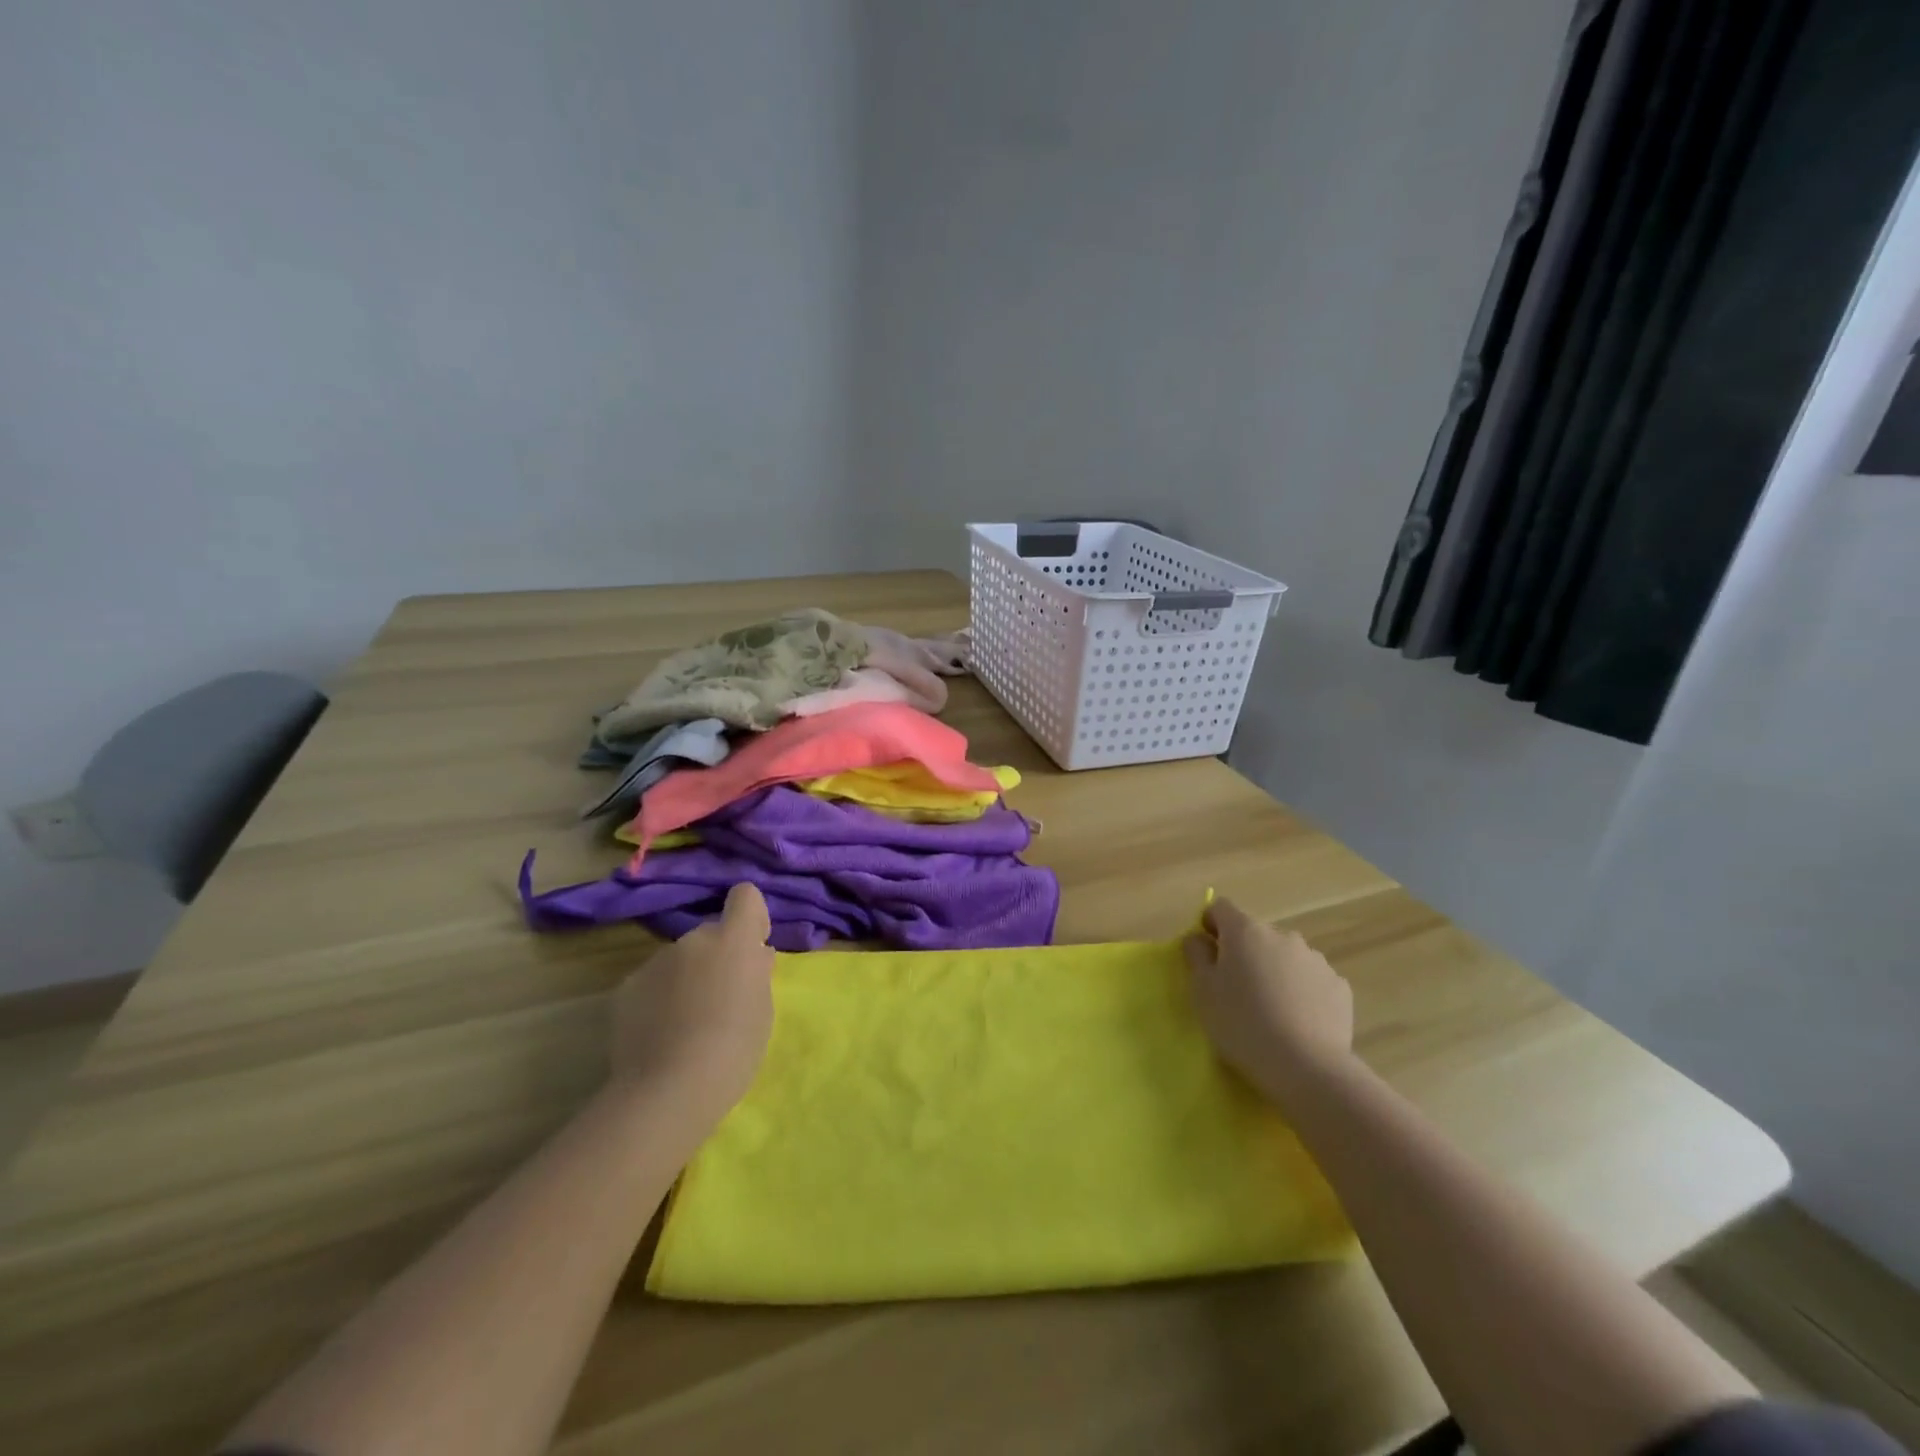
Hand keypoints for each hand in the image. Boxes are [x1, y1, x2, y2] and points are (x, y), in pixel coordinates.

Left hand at [609, 883, 774, 1125]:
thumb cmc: (734, 1049)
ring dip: (686, 978)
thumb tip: (755, 955)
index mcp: (733, 940)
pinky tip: (659, 1034)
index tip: (753, 947)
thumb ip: (757, 974)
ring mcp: (655, 961)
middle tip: (721, 999)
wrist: (669, 1090)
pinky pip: (652, 983)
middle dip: (717, 956)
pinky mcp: (626, 987)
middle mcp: (693, 939)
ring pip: (679, 960)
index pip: (745, 896)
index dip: (750, 917)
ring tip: (686, 1024)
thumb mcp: (763, 1010)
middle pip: (710, 934)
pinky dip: (658, 999)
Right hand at [1183, 897, 1354, 1105]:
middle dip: (1244, 953)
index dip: (1210, 925)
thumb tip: (1199, 938)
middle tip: (1237, 990)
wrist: (1306, 1067)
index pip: (1221, 908)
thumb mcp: (1202, 990)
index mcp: (1245, 931)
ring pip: (1285, 957)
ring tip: (1271, 1010)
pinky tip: (1297, 1021)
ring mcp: (1315, 959)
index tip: (1207, 954)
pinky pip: (1311, 980)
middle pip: (1255, 934)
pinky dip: (1301, 991)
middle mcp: (1282, 935)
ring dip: (1274, 971)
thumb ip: (1196, 955)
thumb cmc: (1242, 1024)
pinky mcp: (1339, 986)